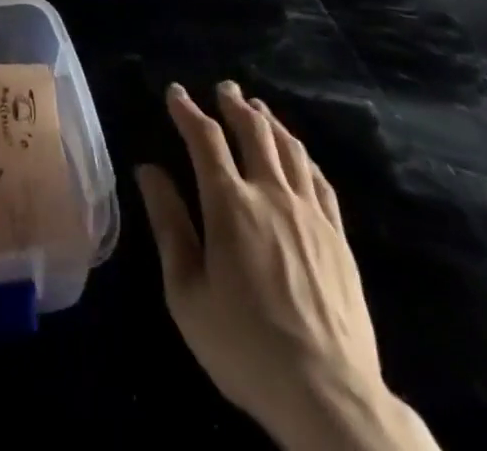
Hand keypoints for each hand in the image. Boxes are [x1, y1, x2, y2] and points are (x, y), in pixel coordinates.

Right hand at [137, 83, 431, 449]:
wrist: (330, 397)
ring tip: (257, 107)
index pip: (204, 139)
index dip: (187, 110)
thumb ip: (168, 224)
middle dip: (233, 104)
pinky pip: (319, 179)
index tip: (175, 92)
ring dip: (269, 121)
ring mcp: (310, 214)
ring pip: (289, 148)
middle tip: (223, 88)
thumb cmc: (245, 348)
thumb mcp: (187, 293)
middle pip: (252, 131)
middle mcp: (271, 194)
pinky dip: (302, 155)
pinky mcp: (338, 237)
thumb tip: (148, 170)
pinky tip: (297, 153)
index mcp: (229, 204)